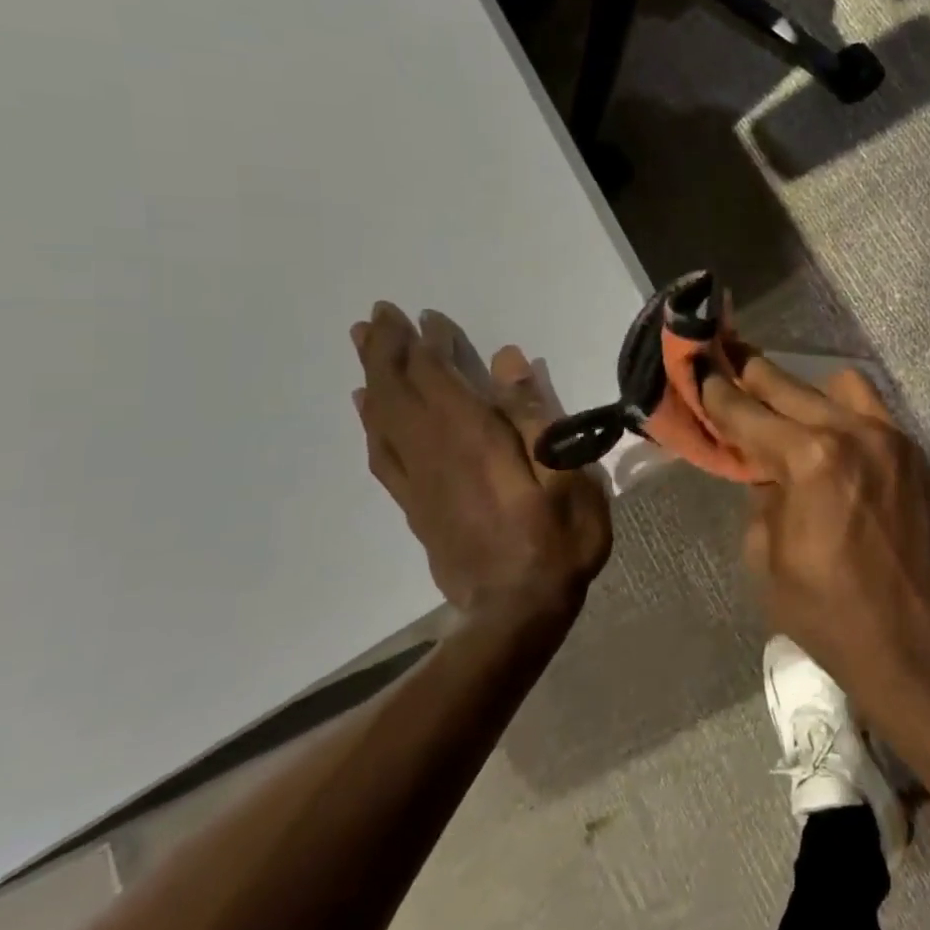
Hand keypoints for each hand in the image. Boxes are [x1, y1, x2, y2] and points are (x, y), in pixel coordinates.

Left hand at [350, 302, 611, 620]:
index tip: (423, 315)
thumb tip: (507, 359)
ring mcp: (419, 480)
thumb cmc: (557, 540)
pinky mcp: (414, 505)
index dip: (426, 342)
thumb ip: (536, 413)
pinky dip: (370, 422)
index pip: (436, 376)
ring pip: (382, 417)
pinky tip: (366, 408)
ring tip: (361, 345)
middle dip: (386, 348)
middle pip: (398, 389)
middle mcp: (435, 450)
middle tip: (375, 315)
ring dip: (371, 376)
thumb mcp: (568, 473)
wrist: (515, 614)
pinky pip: (381, 454)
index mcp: (472, 437)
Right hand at [698, 354, 929, 714]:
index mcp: (810, 460)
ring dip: (806, 392)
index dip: (716, 391)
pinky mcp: (916, 454)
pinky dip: (844, 414)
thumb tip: (765, 467)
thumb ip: (760, 496)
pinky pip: (872, 411)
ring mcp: (892, 439)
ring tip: (789, 415)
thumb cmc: (827, 611)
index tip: (698, 367)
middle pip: (790, 385)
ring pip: (840, 384)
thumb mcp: (766, 557)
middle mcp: (854, 433)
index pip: (749, 412)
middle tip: (728, 366)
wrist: (914, 646)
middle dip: (753, 376)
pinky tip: (832, 443)